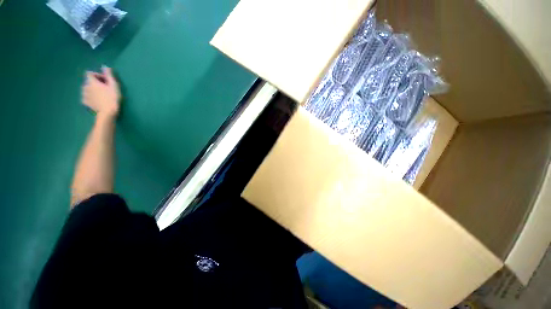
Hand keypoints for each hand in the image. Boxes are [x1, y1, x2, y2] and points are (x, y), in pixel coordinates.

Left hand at [82, 66, 120, 118]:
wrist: (108, 112)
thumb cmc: (112, 98)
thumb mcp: (113, 85)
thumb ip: (108, 75)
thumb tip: (104, 66)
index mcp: (92, 82)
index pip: (89, 73)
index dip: (97, 75)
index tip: (104, 80)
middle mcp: (85, 86)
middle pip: (88, 81)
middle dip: (95, 83)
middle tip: (104, 88)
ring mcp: (84, 95)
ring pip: (86, 89)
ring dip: (92, 90)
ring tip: (100, 95)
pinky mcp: (85, 102)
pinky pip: (86, 97)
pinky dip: (90, 97)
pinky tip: (96, 100)